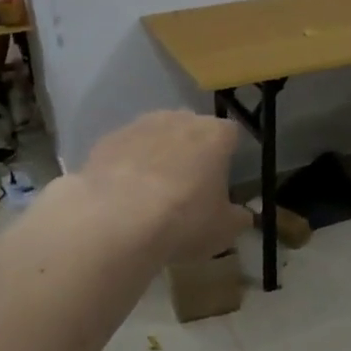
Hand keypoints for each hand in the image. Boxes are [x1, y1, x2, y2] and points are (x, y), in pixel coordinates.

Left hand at [74, 110, 249, 261]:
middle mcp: (179, 119)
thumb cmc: (183, 221)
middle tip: (187, 187)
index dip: (227, 156)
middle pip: (191, 130)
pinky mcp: (107, 140)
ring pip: (155, 136)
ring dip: (157, 156)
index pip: (230, 135)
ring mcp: (139, 125)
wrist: (116, 221)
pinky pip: (125, 150)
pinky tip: (122, 195)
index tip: (221, 180)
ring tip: (150, 193)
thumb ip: (237, 218)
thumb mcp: (223, 231)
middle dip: (191, 151)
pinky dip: (126, 166)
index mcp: (215, 134)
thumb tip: (243, 214)